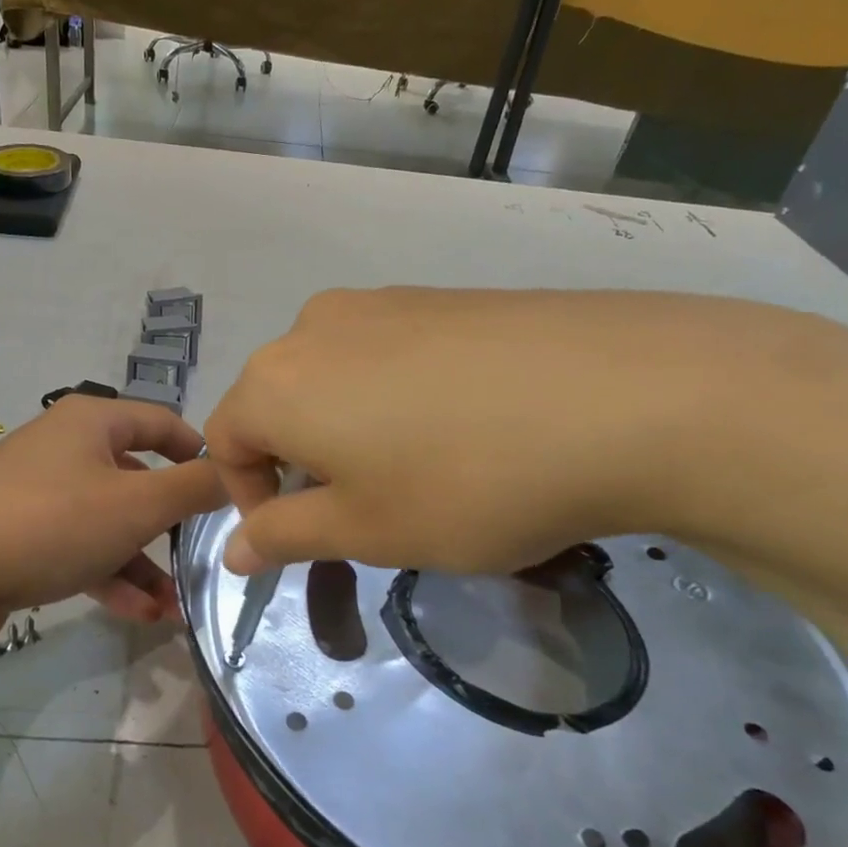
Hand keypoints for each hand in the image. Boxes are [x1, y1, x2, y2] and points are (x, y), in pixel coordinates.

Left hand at [0, 395, 224, 634]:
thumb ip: (194, 488)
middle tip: (201, 559)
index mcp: (91, 422)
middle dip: (171, 525)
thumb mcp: (136, 505)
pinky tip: (137, 614)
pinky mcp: (16, 535)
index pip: (162, 422)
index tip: (228, 489)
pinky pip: (76, 548)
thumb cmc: (50, 523)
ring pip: (107, 522)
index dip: (200, 452)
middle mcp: (63, 447)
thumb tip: (234, 474)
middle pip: (135, 478)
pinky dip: (108, 575)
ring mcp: (35, 493)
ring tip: (172, 608)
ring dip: (143, 563)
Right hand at [204, 287, 831, 575]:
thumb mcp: (364, 530)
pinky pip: (384, 352)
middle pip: (275, 404)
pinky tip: (458, 424)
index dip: (249, 497)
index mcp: (276, 382)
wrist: (623, 396)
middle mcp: (313, 327)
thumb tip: (232, 549)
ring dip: (345, 429)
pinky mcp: (439, 296)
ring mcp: (381, 301)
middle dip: (299, 463)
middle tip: (360, 508)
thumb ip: (283, 536)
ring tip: (413, 467)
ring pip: (331, 377)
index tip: (302, 535)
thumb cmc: (464, 481)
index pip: (224, 441)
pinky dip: (392, 396)